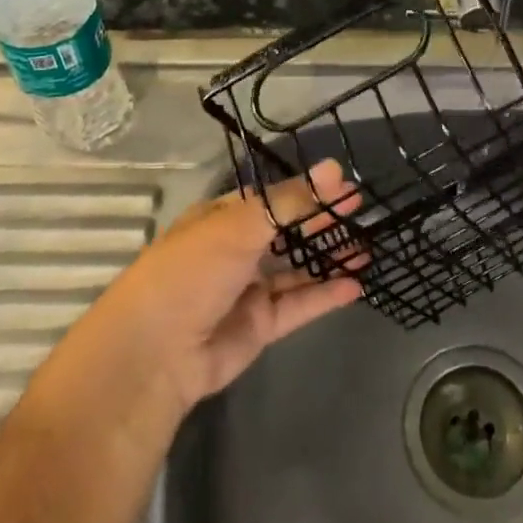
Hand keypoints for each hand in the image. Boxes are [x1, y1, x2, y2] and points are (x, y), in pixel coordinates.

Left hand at [72, 159, 366, 422]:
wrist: (156, 354)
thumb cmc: (192, 272)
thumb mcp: (240, 225)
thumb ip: (291, 201)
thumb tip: (334, 168)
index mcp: (222, 219)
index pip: (271, 198)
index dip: (307, 190)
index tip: (344, 183)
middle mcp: (235, 251)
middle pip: (286, 231)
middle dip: (321, 220)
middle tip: (361, 209)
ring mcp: (247, 290)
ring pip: (296, 269)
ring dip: (327, 257)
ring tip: (366, 246)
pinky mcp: (259, 326)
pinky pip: (298, 305)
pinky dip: (325, 295)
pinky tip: (355, 284)